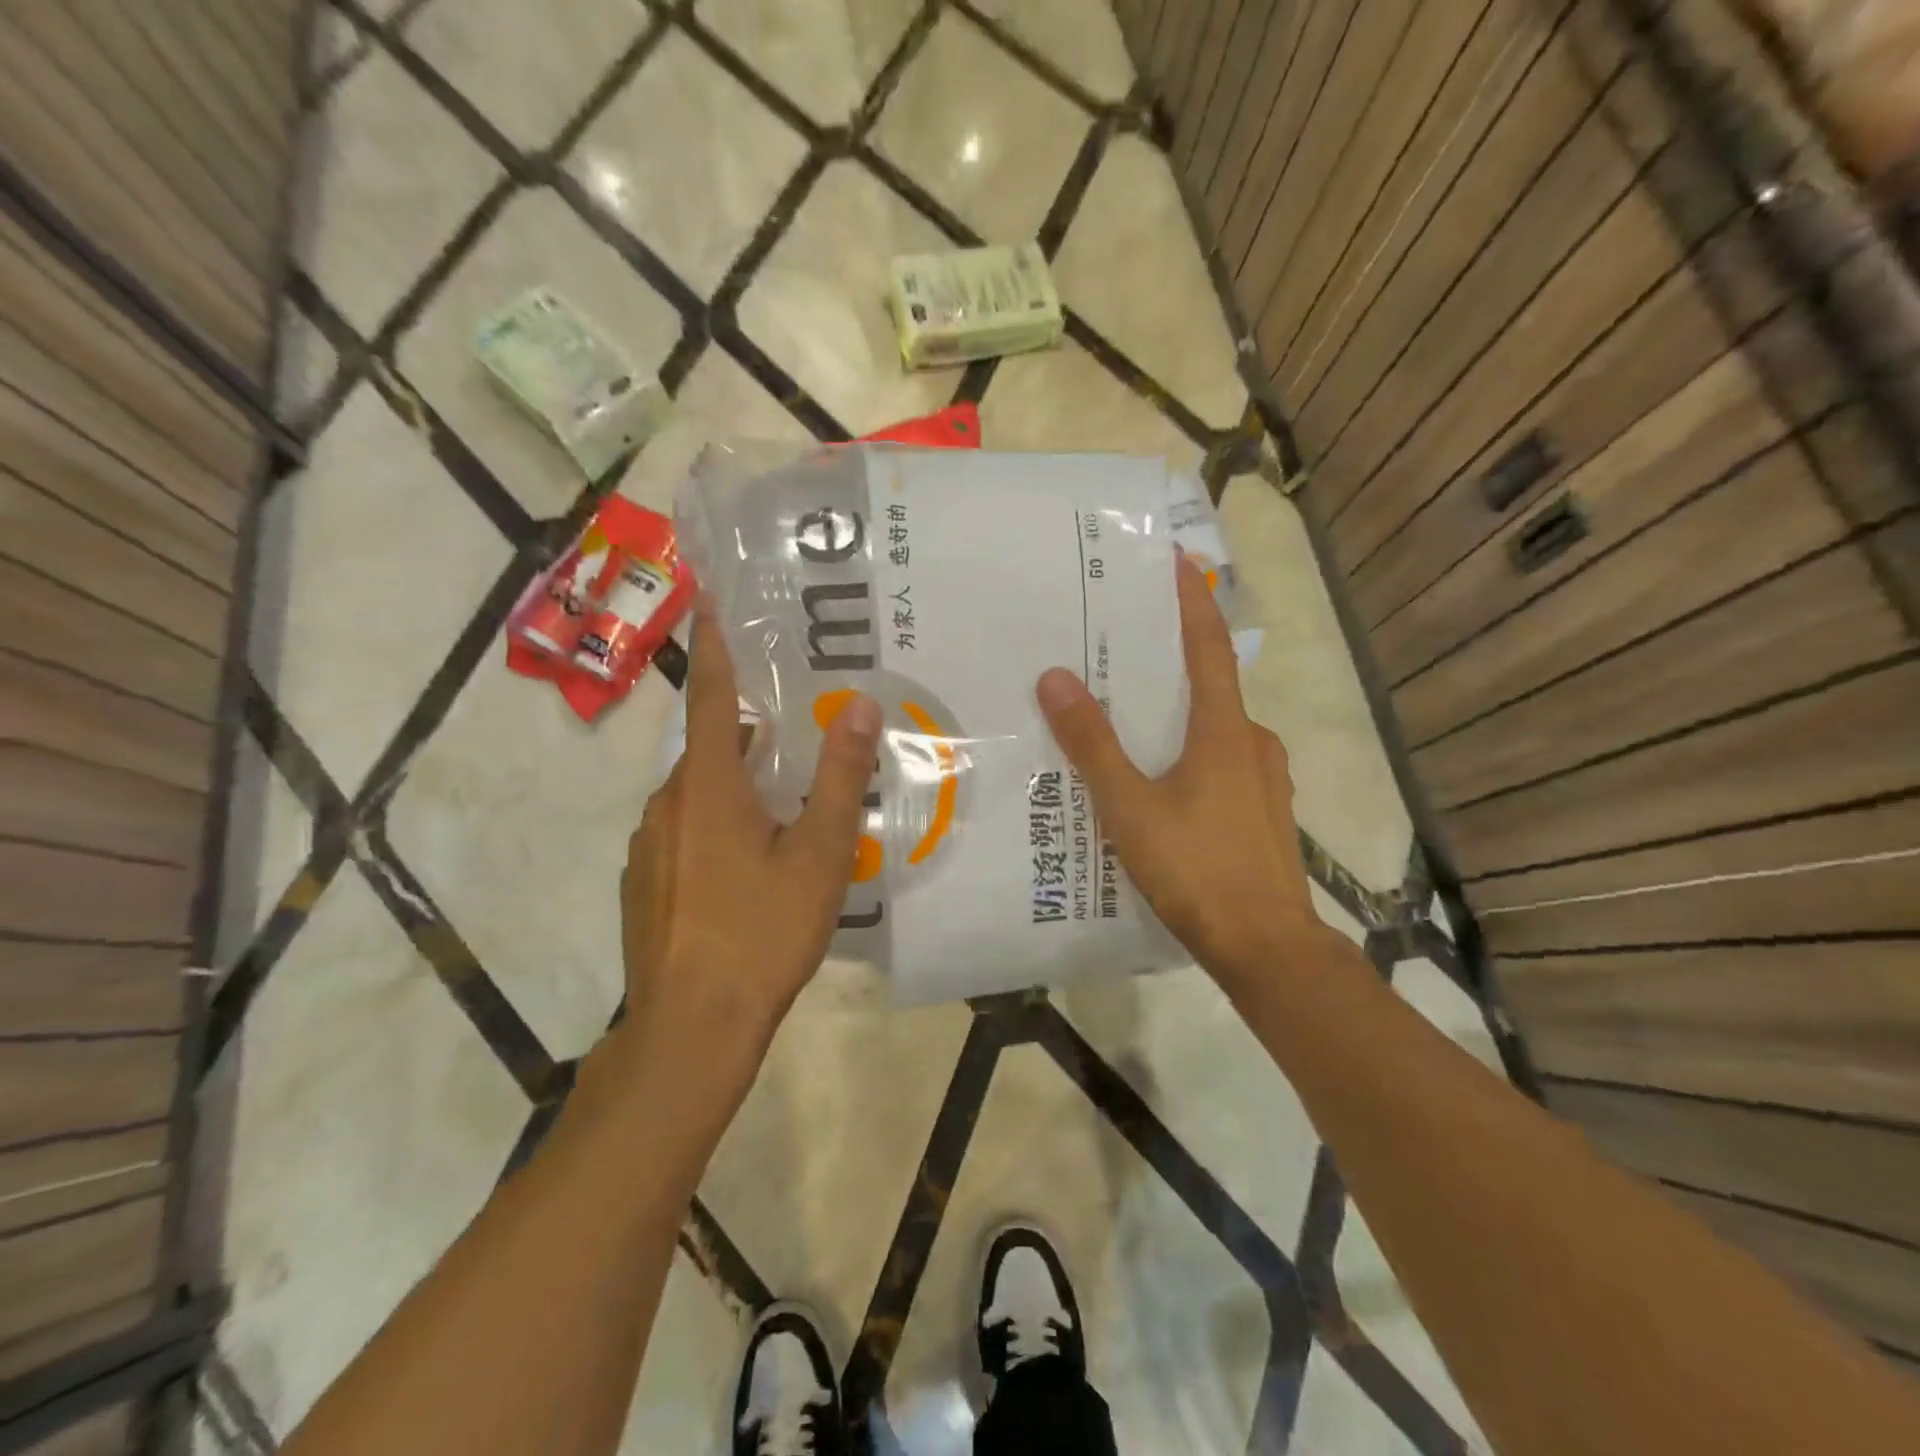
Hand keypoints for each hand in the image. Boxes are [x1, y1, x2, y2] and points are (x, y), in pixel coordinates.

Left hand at [620, 597, 881, 1072]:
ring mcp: (648, 845)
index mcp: (709, 785)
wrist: (691, 1026)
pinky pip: (684, 831)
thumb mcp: (818, 854)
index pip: (710, 694)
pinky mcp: (643, 882)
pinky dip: (716, 824)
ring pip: (698, 793)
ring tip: (782, 801)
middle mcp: (668, 803)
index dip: (713, 644)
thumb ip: (838, 777)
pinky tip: (748, 865)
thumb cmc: (762, 932)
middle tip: (793, 725)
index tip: (708, 599)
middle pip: (709, 746)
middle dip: (746, 728)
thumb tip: (861, 706)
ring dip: (734, 783)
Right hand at [1036, 553, 1329, 996]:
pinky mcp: (1262, 812)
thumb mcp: (1130, 806)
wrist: (1266, 948)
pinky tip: (1159, 781)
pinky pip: (1221, 763)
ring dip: (1178, 714)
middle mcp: (1253, 743)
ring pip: (1215, 730)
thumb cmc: (1197, 869)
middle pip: (1209, 686)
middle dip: (1170, 662)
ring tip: (1129, 718)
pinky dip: (1190, 752)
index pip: (1208, 647)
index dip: (1191, 601)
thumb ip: (1093, 743)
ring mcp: (1265, 780)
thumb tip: (1056, 678)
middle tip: (1122, 650)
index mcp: (1225, 730)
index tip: (1176, 561)